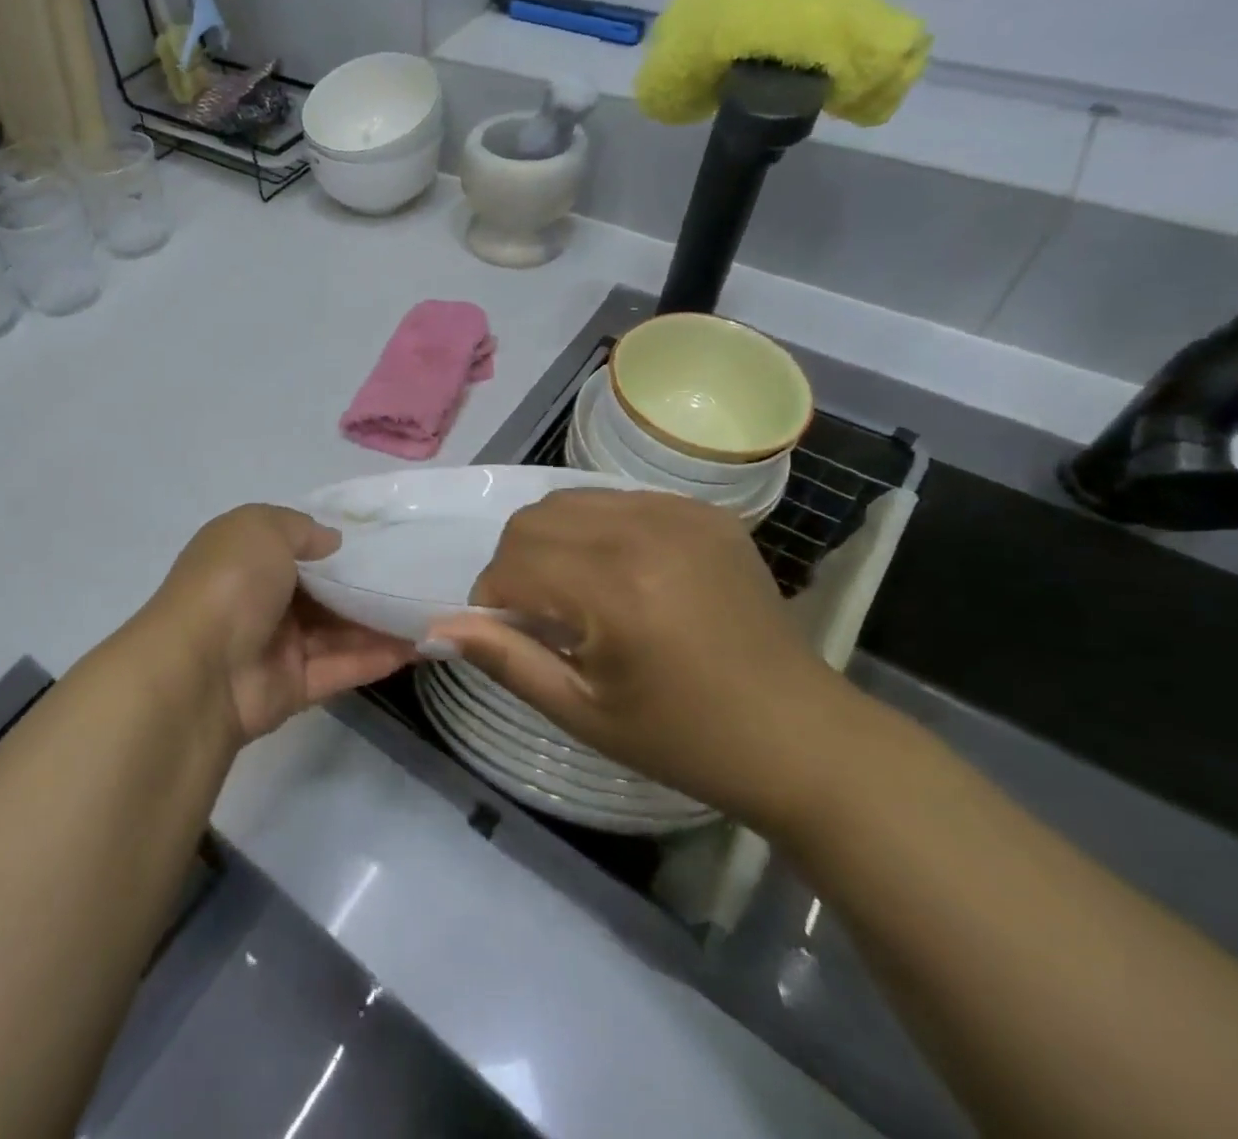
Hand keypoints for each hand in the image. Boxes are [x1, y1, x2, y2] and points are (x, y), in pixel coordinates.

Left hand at [147, 505, 418, 742]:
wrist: (199, 669)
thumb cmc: (231, 582)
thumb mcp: (262, 527)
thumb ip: (301, 528)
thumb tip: (333, 542)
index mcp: (247, 557)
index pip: (298, 546)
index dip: (338, 544)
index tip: (384, 541)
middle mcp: (262, 598)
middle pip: (324, 591)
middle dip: (367, 585)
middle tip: (419, 576)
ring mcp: (278, 645)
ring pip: (338, 630)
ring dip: (381, 622)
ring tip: (431, 610)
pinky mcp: (294, 687)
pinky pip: (342, 666)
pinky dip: (378, 657)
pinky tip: (420, 646)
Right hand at [427, 490, 857, 826]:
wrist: (802, 738)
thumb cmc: (684, 739)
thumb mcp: (581, 712)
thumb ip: (504, 660)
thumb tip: (435, 629)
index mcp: (615, 589)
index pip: (511, 563)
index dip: (492, 599)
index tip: (510, 635)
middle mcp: (644, 532)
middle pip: (532, 521)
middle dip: (516, 565)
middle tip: (541, 616)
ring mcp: (680, 514)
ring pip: (569, 500)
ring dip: (551, 541)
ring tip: (577, 592)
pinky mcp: (705, 512)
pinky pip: (617, 499)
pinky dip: (596, 529)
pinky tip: (619, 573)